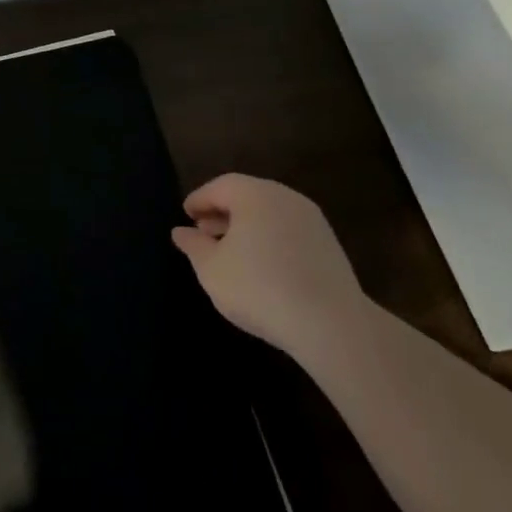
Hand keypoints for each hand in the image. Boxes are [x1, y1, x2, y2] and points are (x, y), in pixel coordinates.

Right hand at [171, 173, 367, 354]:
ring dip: (246, 226)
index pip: (220, 186)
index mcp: (254, 194)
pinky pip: (288, 230)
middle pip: (247, 196)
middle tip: (203, 231)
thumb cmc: (259, 288)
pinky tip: (260, 264)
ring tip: (229, 251)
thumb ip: (194, 246)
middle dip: (222, 212)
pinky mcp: (328, 244)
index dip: (199, 199)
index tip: (186, 214)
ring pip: (269, 213)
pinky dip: (269, 238)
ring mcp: (311, 220)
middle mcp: (285, 197)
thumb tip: (181, 231)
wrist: (331, 324)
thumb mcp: (212, 269)